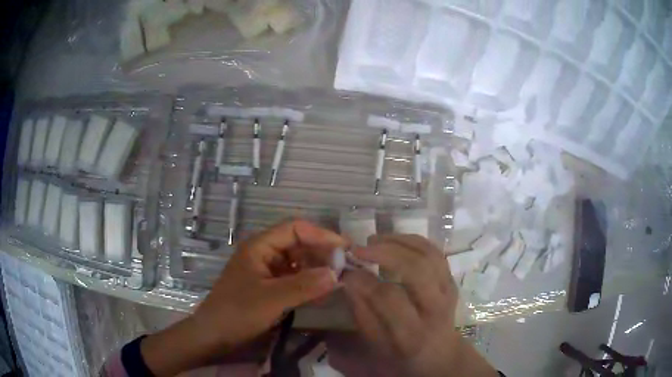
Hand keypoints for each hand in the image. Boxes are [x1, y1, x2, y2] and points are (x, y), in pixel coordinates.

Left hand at [141, 220, 345, 375]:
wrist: (215, 335)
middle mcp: (264, 254)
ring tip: (336, 281)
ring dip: (316, 269)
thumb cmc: (237, 312)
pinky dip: (308, 284)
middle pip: (298, 244)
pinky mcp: (269, 287)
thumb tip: (336, 273)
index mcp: (259, 247)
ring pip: (297, 262)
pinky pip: (293, 279)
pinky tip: (321, 293)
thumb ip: (303, 286)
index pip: (294, 229)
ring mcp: (266, 271)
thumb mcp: (271, 299)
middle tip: (344, 268)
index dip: (320, 235)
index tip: (344, 248)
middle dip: (321, 253)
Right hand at [340, 234, 497, 376]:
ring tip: (373, 240)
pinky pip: (435, 252)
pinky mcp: (451, 280)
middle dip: (385, 253)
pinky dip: (413, 240)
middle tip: (359, 249)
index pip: (389, 298)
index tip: (346, 270)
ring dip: (399, 241)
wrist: (438, 352)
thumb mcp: (375, 342)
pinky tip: (393, 239)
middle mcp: (434, 308)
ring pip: (428, 255)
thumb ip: (362, 311)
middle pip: (417, 270)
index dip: (364, 280)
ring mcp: (447, 291)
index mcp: (412, 332)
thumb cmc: (400, 352)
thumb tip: (349, 277)